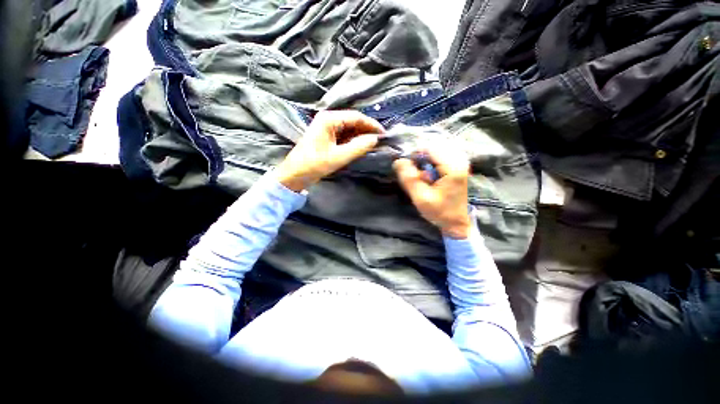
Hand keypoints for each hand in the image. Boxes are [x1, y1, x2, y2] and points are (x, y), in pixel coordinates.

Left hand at [275, 111, 383, 191]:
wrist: (294, 175)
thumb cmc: (314, 165)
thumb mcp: (338, 157)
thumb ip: (358, 147)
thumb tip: (375, 139)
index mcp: (329, 119)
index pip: (356, 117)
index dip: (371, 125)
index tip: (384, 134)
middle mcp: (328, 119)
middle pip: (353, 121)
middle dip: (367, 130)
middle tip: (380, 141)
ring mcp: (327, 128)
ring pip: (349, 129)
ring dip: (361, 136)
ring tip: (372, 145)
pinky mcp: (327, 137)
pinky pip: (344, 136)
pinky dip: (353, 141)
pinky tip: (360, 147)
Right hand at [393, 144, 471, 238]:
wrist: (456, 222)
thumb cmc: (440, 212)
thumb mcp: (421, 198)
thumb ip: (409, 179)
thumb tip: (398, 161)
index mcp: (453, 168)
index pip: (429, 149)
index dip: (415, 157)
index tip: (410, 172)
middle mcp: (459, 160)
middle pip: (432, 148)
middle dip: (421, 160)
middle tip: (419, 177)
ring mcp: (460, 162)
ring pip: (435, 152)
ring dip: (425, 163)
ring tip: (425, 178)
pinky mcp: (457, 165)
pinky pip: (439, 157)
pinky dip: (430, 164)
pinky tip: (430, 177)